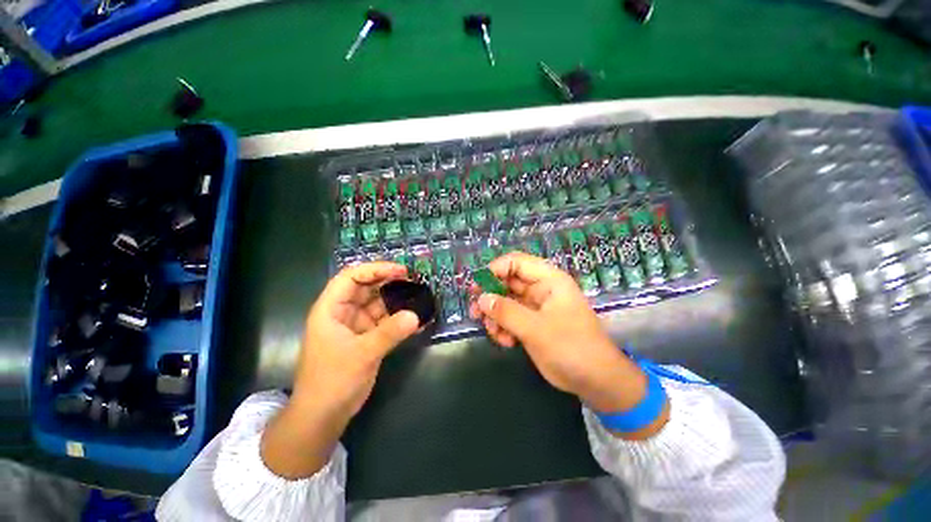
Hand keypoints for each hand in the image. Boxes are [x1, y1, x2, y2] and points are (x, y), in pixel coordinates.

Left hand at [293, 261, 418, 417]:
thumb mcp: (362, 354)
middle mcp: (344, 313)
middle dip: (389, 282)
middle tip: (414, 281)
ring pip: (378, 304)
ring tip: (419, 297)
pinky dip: (400, 320)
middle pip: (367, 287)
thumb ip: (389, 333)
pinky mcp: (367, 338)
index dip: (375, 269)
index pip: (351, 277)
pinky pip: (385, 322)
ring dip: (397, 301)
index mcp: (331, 309)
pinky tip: (417, 320)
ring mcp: (356, 326)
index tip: (400, 270)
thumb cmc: (332, 381)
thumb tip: (416, 316)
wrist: (324, 416)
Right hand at [470, 252, 667, 438]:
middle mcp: (541, 289)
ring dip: (495, 315)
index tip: (477, 285)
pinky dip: (503, 328)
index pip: (516, 262)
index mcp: (549, 280)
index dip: (495, 270)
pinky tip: (505, 342)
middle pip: (508, 282)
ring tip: (492, 332)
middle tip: (475, 310)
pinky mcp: (531, 323)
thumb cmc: (571, 347)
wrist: (594, 380)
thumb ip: (507, 312)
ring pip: (506, 301)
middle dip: (491, 296)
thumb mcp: (536, 328)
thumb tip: (482, 299)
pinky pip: (510, 318)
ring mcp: (535, 307)